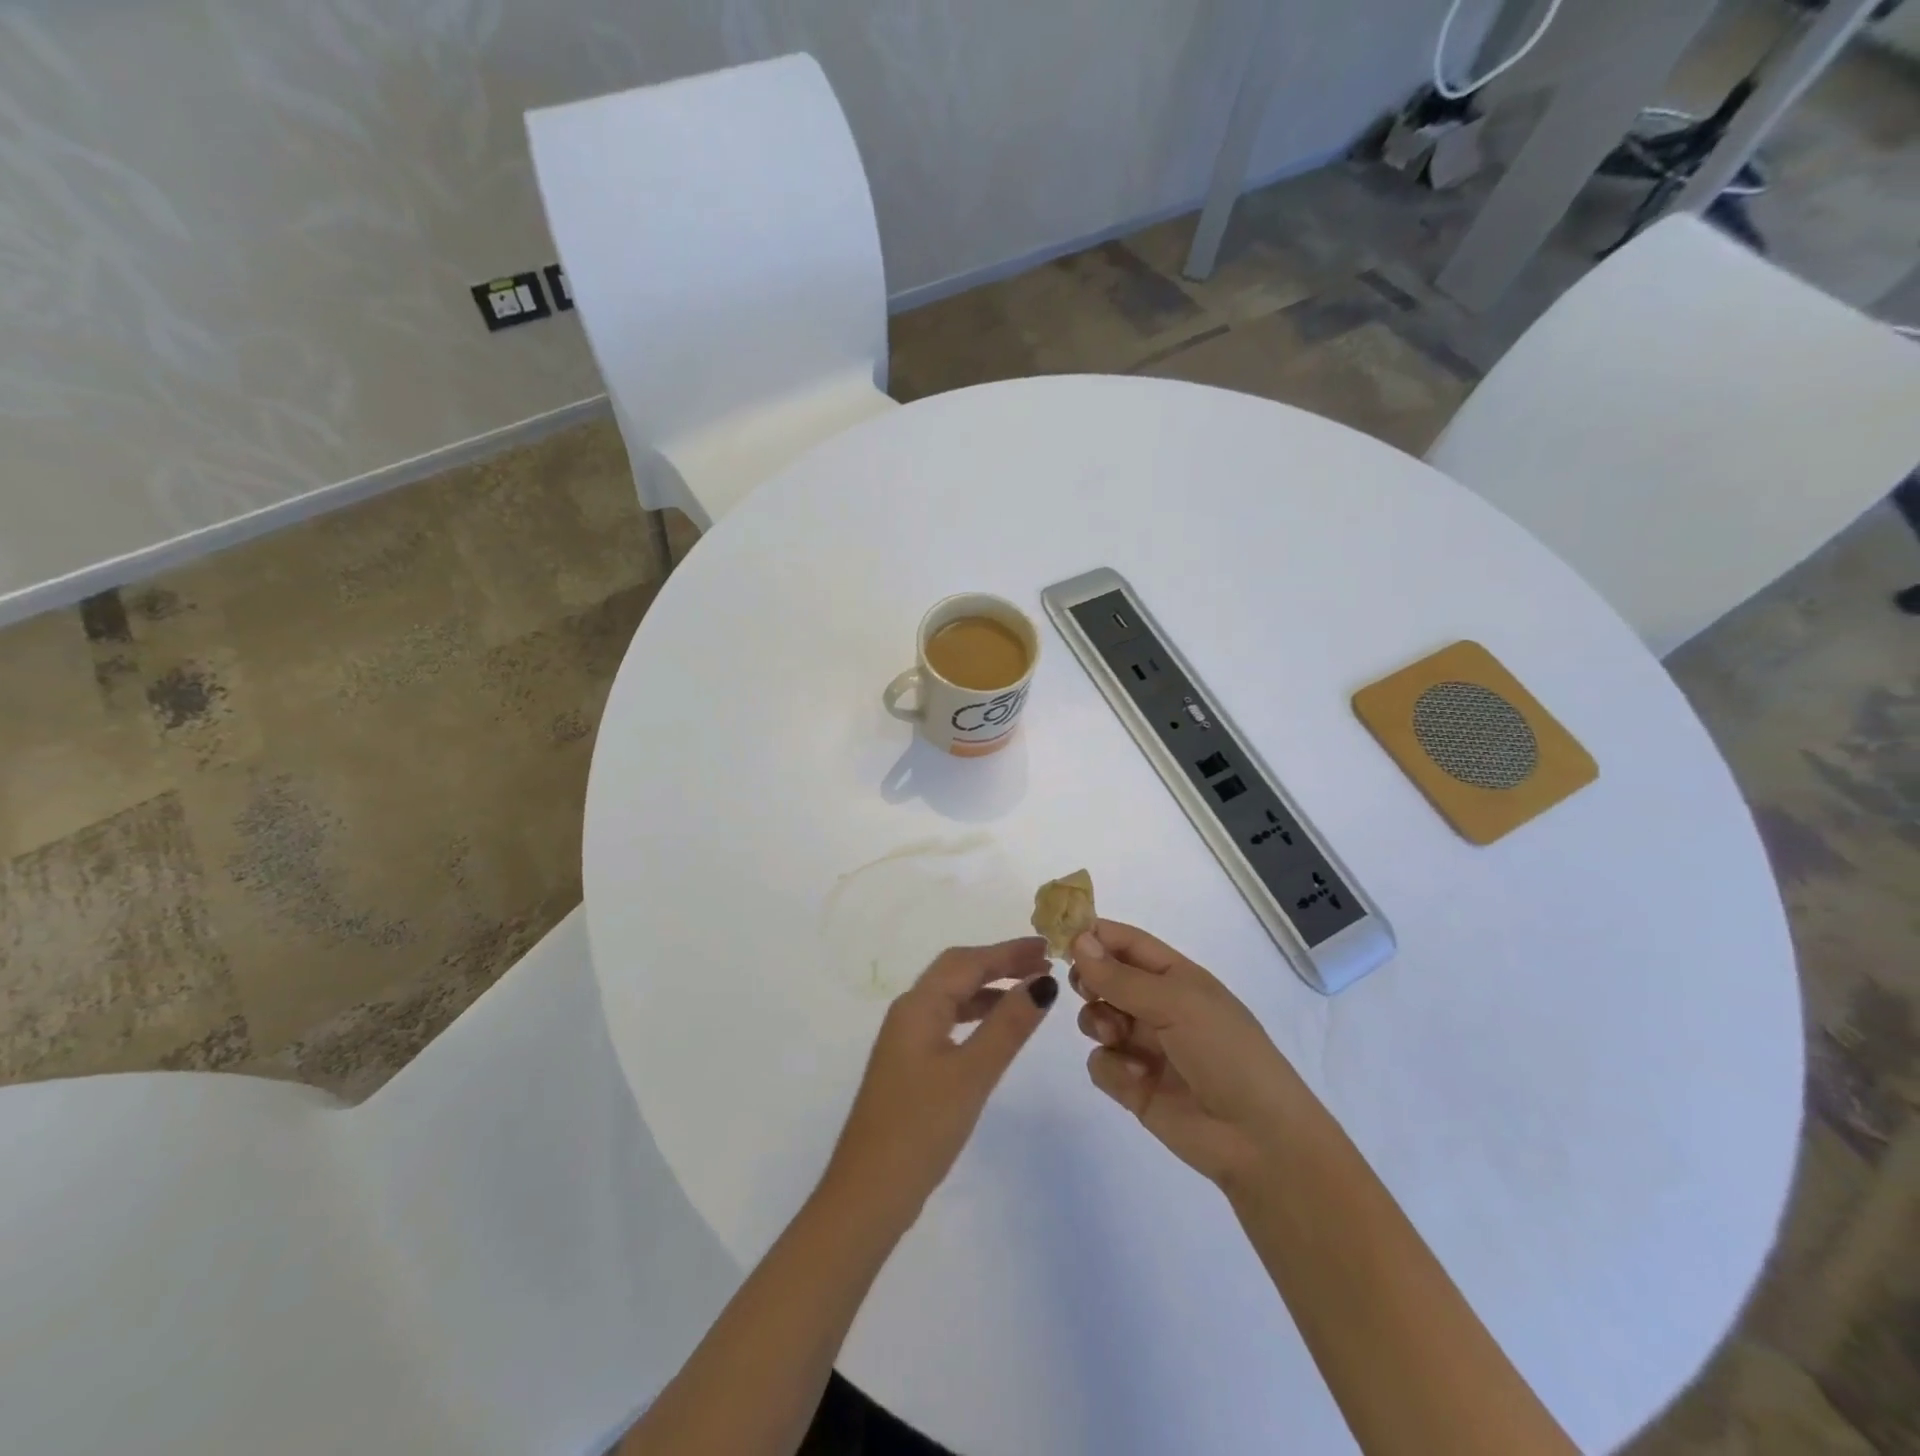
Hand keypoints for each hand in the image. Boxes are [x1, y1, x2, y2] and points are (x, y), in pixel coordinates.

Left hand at [822, 939, 1058, 1232]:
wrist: (868, 1194)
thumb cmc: (921, 1128)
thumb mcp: (972, 1074)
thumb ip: (1008, 1026)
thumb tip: (1043, 981)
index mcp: (918, 1006)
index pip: (967, 961)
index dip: (1008, 950)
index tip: (1047, 947)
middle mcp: (908, 1013)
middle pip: (957, 971)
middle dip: (999, 962)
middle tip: (1043, 963)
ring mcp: (906, 1040)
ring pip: (952, 996)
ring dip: (989, 988)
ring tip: (1030, 991)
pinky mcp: (909, 1065)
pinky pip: (947, 1021)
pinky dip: (976, 1014)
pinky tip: (996, 1029)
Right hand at [1071, 920, 1309, 1190]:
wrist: (1258, 1140)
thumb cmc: (1226, 1052)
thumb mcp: (1176, 1003)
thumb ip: (1121, 976)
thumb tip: (1078, 939)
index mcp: (1176, 976)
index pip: (1126, 942)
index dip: (1094, 935)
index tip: (1060, 937)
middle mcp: (1157, 1006)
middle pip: (1104, 978)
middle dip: (1089, 980)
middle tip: (1086, 989)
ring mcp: (1144, 1046)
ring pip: (1095, 1018)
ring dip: (1098, 1023)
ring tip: (1117, 1037)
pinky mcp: (1134, 1086)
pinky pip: (1101, 1063)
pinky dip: (1112, 1067)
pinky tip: (1137, 1079)